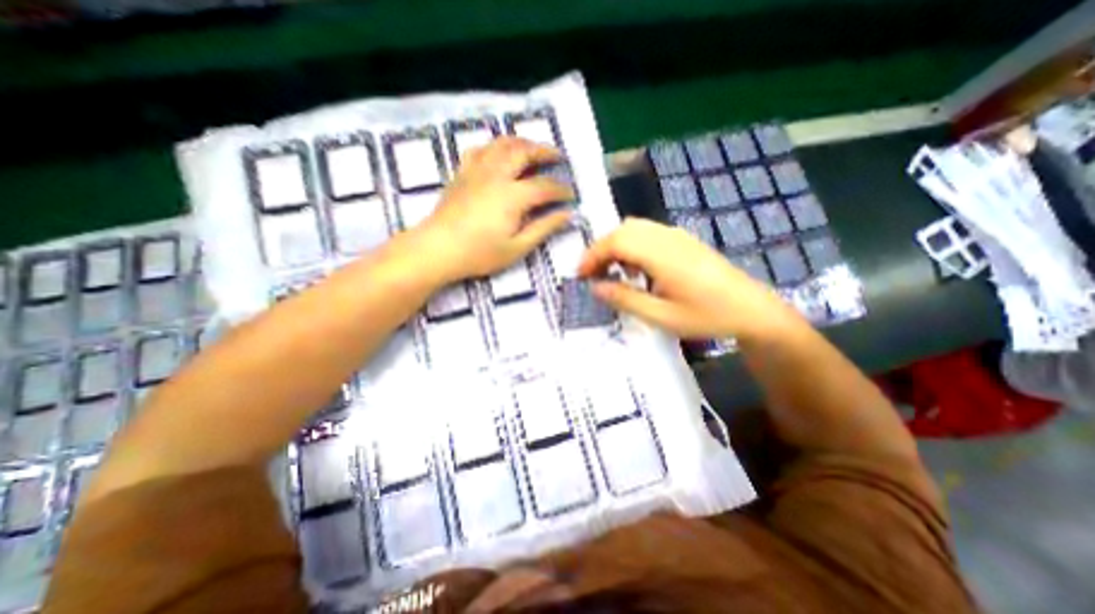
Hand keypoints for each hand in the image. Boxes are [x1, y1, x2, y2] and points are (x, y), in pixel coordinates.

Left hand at [418, 137, 573, 282]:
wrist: (438, 249)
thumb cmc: (479, 253)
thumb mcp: (517, 247)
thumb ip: (543, 228)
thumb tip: (567, 215)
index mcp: (513, 196)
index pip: (545, 186)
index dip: (561, 189)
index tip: (571, 195)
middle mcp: (497, 175)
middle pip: (524, 152)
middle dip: (545, 151)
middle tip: (557, 156)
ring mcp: (477, 170)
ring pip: (502, 143)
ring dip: (522, 142)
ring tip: (532, 148)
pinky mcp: (462, 172)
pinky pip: (480, 149)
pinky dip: (495, 146)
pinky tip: (499, 153)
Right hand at [577, 217, 800, 339]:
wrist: (752, 310)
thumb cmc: (707, 317)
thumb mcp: (661, 316)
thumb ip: (625, 299)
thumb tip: (595, 287)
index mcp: (662, 255)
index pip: (616, 241)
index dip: (593, 255)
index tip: (580, 275)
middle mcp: (668, 237)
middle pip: (623, 229)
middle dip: (601, 249)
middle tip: (592, 274)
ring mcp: (678, 236)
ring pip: (635, 228)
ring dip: (616, 246)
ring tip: (613, 272)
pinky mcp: (684, 240)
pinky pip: (649, 233)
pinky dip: (632, 245)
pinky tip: (638, 269)